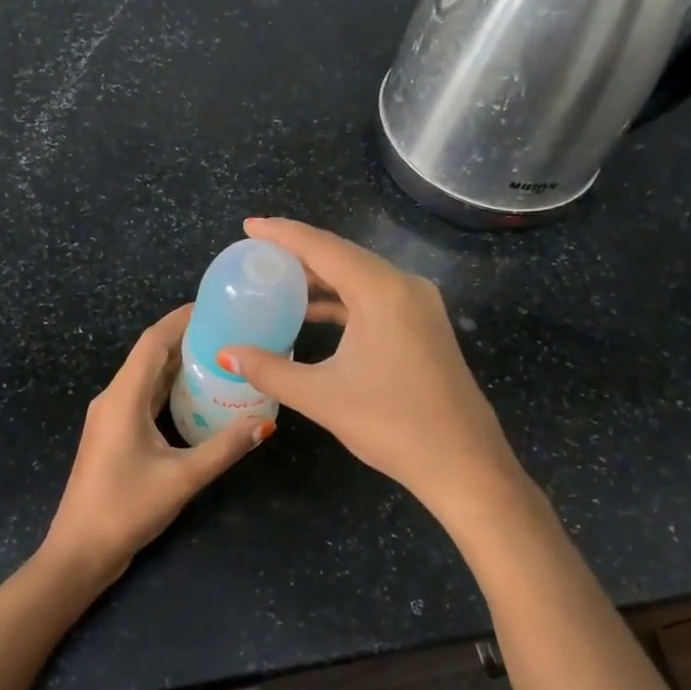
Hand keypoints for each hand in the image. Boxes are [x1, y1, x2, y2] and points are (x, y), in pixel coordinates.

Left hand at [43, 305, 267, 582]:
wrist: (79, 551)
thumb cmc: (126, 510)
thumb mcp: (182, 479)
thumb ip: (223, 448)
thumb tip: (265, 423)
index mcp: (123, 398)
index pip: (153, 342)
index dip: (181, 319)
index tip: (216, 306)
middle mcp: (113, 398)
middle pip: (151, 354)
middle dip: (187, 338)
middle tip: (230, 330)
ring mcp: (111, 416)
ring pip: (147, 376)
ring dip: (179, 363)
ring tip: (221, 355)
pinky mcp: (114, 433)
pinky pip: (144, 396)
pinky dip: (170, 388)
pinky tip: (198, 395)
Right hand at [220, 217, 522, 512]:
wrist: (464, 463)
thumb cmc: (392, 424)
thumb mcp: (322, 396)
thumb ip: (270, 370)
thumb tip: (225, 355)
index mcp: (381, 291)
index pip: (322, 247)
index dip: (283, 234)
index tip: (249, 226)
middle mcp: (404, 286)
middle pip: (343, 256)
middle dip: (299, 252)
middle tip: (257, 253)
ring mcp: (420, 305)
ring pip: (361, 277)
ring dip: (321, 277)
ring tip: (278, 280)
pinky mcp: (424, 326)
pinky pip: (376, 297)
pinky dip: (343, 299)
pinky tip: (314, 313)